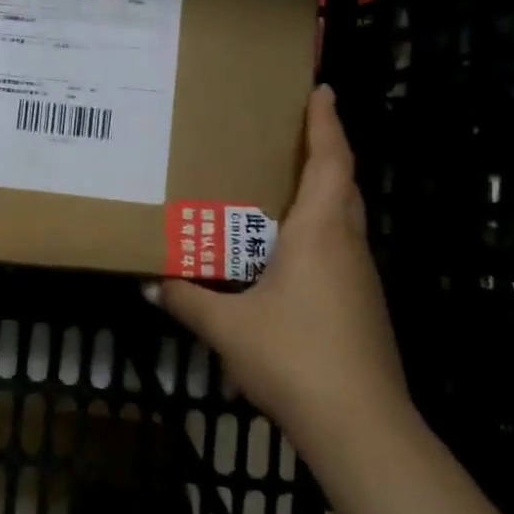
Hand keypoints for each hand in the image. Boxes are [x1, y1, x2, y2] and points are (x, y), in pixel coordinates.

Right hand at [148, 86, 409, 454]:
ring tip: (283, 187)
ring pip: (344, 219)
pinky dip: (318, 233)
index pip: (330, 162)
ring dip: (322, 194)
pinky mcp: (362, 306)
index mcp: (319, 232)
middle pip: (343, 184)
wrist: (360, 423)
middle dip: (327, 152)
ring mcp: (360, 278)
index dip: (326, 123)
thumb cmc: (293, 356)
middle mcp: (346, 245)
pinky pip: (339, 250)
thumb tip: (151, 282)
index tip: (322, 90)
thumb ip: (188, 299)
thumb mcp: (227, 325)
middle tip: (294, 133)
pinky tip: (288, 255)